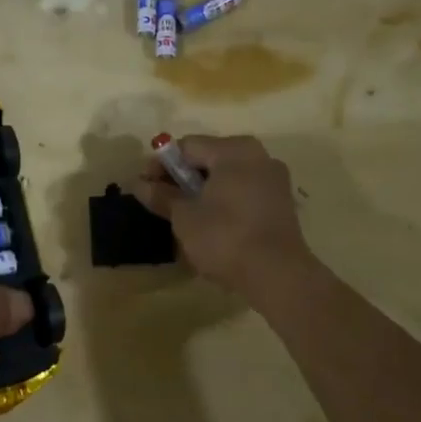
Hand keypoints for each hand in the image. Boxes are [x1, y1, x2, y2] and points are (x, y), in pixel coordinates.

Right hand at [136, 134, 311, 294]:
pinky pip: (242, 192)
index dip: (160, 164)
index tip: (144, 186)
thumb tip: (139, 184)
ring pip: (226, 177)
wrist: (277, 275)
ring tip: (182, 215)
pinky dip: (223, 202)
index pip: (187, 146)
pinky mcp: (281, 203)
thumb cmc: (224, 237)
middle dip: (181, 178)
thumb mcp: (184, 217)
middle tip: (160, 201)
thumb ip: (161, 196)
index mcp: (234, 150)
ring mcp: (273, 179)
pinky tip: (210, 224)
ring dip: (201, 191)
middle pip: (208, 159)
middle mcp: (258, 156)